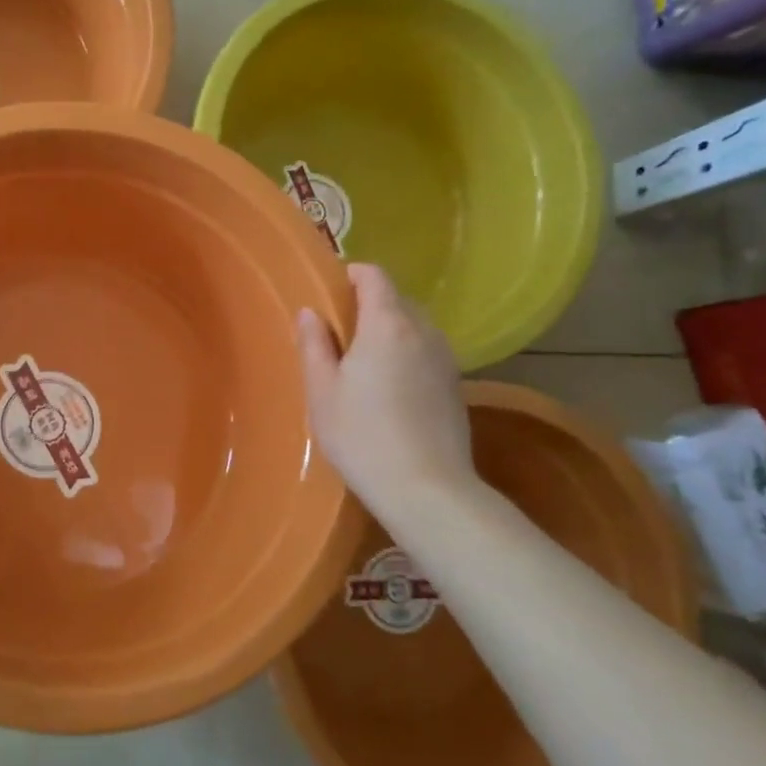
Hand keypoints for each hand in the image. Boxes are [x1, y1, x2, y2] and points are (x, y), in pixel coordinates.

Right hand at [297, 263, 476, 502]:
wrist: (426, 489)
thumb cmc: (362, 436)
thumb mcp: (322, 391)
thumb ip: (315, 345)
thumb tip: (309, 313)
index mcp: (387, 324)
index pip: (374, 276)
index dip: (351, 275)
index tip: (329, 293)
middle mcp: (423, 331)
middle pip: (396, 299)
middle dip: (367, 305)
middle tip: (337, 334)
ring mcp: (445, 358)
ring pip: (414, 326)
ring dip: (388, 331)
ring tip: (361, 363)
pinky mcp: (455, 384)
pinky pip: (425, 351)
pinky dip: (405, 354)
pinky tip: (387, 389)